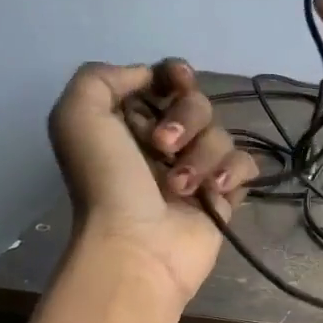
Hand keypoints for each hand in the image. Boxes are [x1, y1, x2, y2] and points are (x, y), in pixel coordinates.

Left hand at [47, 59, 258, 305]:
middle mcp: (161, 143)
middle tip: (163, 147)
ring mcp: (195, 169)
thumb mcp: (77, 116)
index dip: (175, 75)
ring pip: (221, 134)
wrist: (136, 247)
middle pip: (197, 104)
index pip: (165, 80)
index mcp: (127, 122)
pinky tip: (214, 192)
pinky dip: (232, 173)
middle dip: (186, 119)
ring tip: (179, 188)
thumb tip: (149, 78)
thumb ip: (101, 78)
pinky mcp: (223, 196)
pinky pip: (244, 165)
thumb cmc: (106, 182)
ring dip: (201, 156)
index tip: (177, 83)